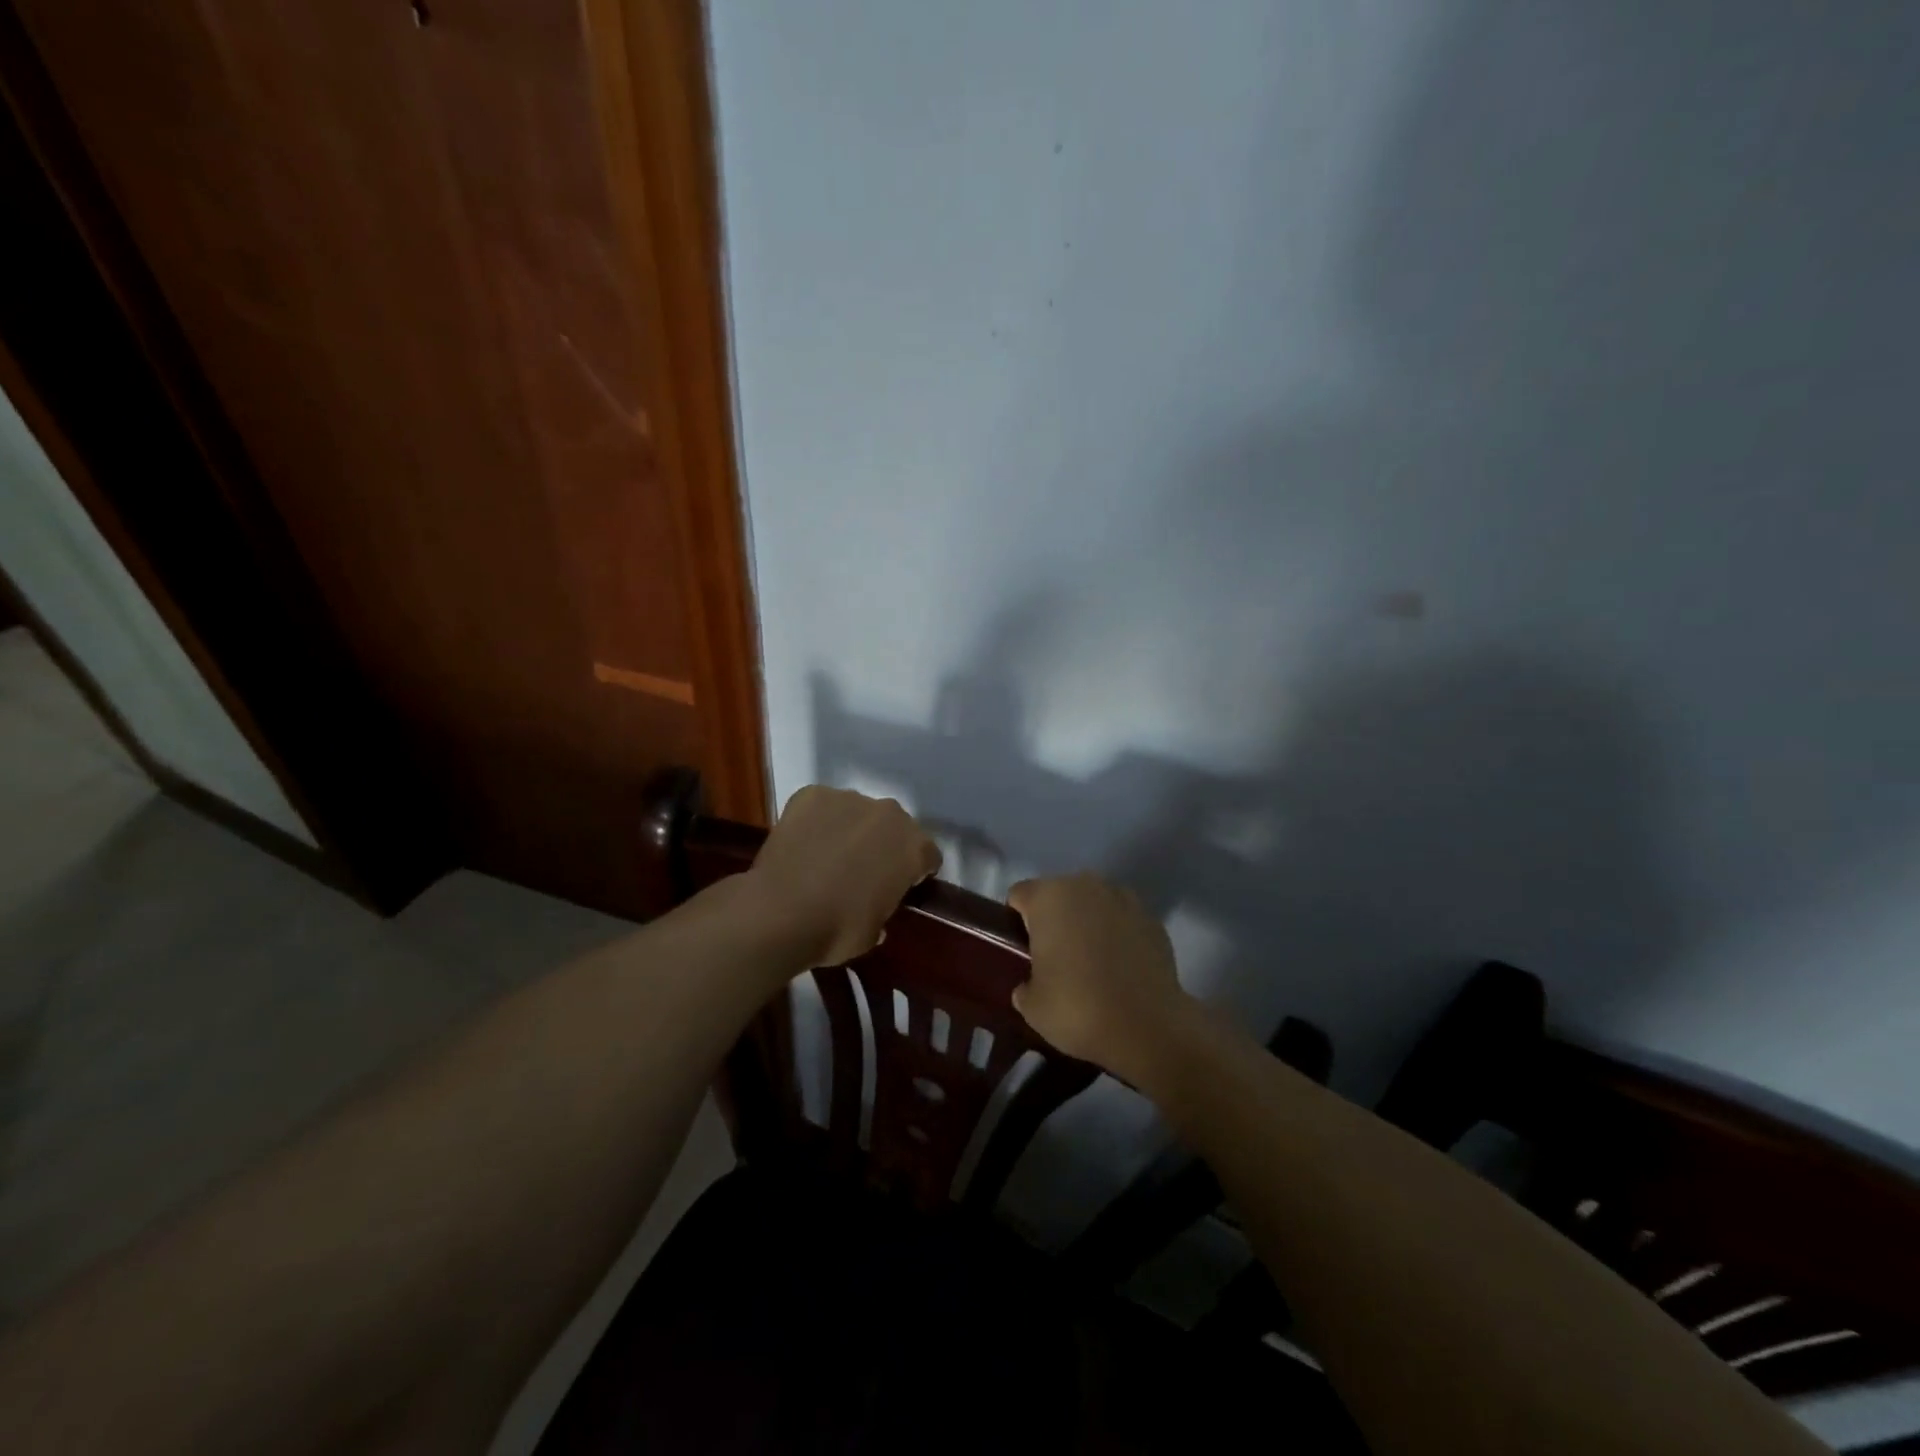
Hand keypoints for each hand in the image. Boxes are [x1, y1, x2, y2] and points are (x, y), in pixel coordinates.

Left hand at [748, 786, 941, 966]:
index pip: (927, 855)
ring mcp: (848, 799)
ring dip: (850, 829)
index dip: (915, 871)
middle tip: (862, 870)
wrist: (779, 914)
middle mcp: (888, 814)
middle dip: (883, 844)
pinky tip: (803, 844)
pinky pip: (821, 805)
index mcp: (913, 847)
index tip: (899, 886)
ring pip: (857, 812)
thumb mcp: (874, 932)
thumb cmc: (837, 929)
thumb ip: (883, 910)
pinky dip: (816, 820)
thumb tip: (874, 909)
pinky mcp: (812, 794)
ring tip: (826, 855)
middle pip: (894, 826)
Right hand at [1006, 874, 1196, 1082]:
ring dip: (1088, 922)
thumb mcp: (1031, 1006)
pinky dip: (1118, 935)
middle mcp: (1086, 886)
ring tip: (1090, 961)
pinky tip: (1120, 968)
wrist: (1147, 1027)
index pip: (1020, 895)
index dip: (1016, 921)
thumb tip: (1030, 986)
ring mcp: (1124, 899)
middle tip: (1054, 957)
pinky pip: (1123, 920)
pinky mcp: (1152, 919)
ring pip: (1094, 903)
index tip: (1022, 950)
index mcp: (1048, 898)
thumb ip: (1024, 985)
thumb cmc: (1077, 1008)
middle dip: (1054, 918)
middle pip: (1059, 894)